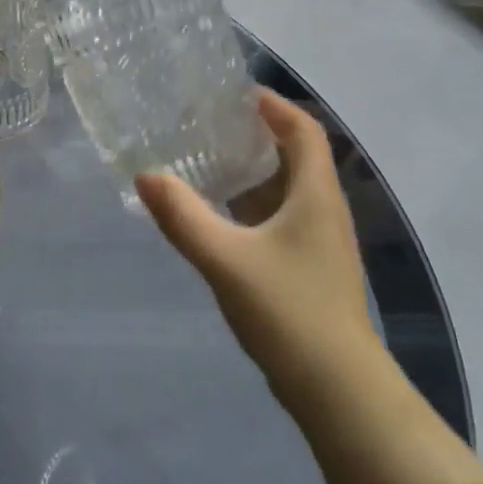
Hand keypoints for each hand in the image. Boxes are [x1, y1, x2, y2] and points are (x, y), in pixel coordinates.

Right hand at [136, 90, 379, 414]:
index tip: (231, 93)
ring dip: (248, 169)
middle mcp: (322, 210)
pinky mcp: (306, 267)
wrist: (338, 391)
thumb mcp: (226, 260)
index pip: (302, 129)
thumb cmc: (289, 312)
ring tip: (201, 157)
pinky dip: (247, 203)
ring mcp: (317, 241)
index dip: (272, 105)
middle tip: (204, 121)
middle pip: (293, 154)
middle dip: (252, 133)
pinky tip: (214, 212)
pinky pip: (276, 216)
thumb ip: (182, 216)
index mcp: (315, 195)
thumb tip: (144, 175)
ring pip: (283, 188)